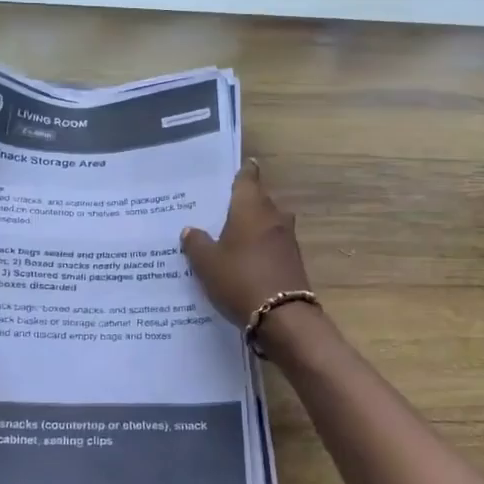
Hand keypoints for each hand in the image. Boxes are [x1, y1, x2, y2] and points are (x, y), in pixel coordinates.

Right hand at [181, 159, 310, 327]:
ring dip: (254, 225)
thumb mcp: (207, 263)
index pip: (248, 179)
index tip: (240, 167)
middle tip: (223, 208)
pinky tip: (247, 258)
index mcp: (251, 208)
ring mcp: (287, 239)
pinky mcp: (293, 261)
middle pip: (259, 201)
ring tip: (233, 234)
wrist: (282, 316)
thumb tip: (190, 230)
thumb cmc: (239, 279)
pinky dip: (261, 246)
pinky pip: (273, 244)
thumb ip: (196, 243)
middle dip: (245, 202)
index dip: (243, 172)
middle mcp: (273, 216)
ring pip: (268, 223)